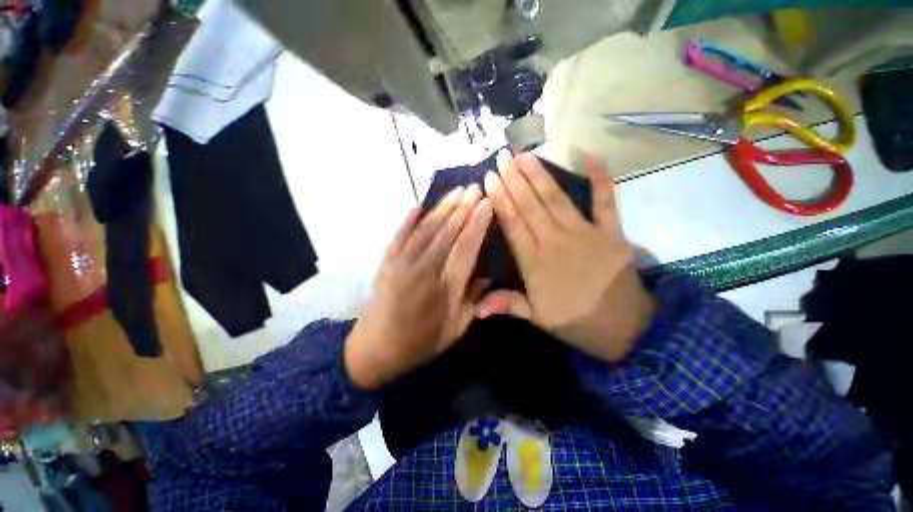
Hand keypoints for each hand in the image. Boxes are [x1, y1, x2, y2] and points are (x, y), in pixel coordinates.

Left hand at [344, 185, 492, 389]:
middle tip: (476, 187)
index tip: (488, 204)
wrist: (375, 349)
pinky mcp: (386, 261)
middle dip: (463, 208)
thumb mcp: (455, 330)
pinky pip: (399, 235)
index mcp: (445, 289)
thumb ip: (473, 301)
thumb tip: (487, 274)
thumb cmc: (420, 343)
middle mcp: (423, 271)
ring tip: (457, 191)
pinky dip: (408, 220)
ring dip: (442, 208)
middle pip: (447, 233)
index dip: (477, 225)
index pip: (466, 249)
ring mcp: (401, 263)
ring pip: (425, 229)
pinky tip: (417, 205)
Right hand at [479, 151, 653, 361]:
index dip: (501, 200)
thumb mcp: (537, 318)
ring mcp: (585, 234)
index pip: (513, 224)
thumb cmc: (574, 321)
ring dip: (540, 176)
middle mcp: (556, 242)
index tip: (490, 178)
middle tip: (502, 156)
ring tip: (525, 155)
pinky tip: (591, 157)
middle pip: (531, 206)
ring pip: (557, 200)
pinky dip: (601, 179)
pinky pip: (606, 202)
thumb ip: (508, 305)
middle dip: (514, 180)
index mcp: (535, 263)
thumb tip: (475, 308)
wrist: (624, 328)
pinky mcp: (610, 232)